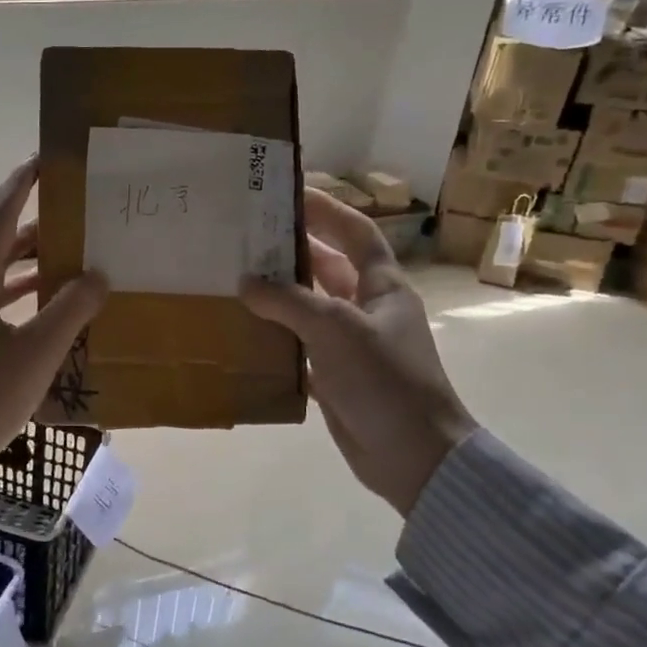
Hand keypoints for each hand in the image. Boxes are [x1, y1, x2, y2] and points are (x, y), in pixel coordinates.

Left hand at [0, 157, 108, 467]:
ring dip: (18, 281)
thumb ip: (70, 310)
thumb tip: (96, 276)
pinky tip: (24, 334)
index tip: (38, 162)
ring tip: (53, 281)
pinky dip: (4, 312)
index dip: (18, 188)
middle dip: (29, 242)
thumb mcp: (39, 353)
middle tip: (65, 233)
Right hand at [241, 188, 475, 512]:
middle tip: (246, 235)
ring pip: (308, 307)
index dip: (327, 210)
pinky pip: (298, 344)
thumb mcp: (337, 330)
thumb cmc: (386, 380)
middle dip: (291, 250)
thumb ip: (289, 301)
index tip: (289, 192)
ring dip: (277, 294)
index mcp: (383, 287)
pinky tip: (241, 329)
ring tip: (233, 276)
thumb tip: (246, 282)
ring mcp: (350, 344)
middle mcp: (367, 309)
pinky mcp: (335, 375)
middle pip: (327, 267)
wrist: (413, 455)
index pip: (356, 233)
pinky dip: (273, 336)